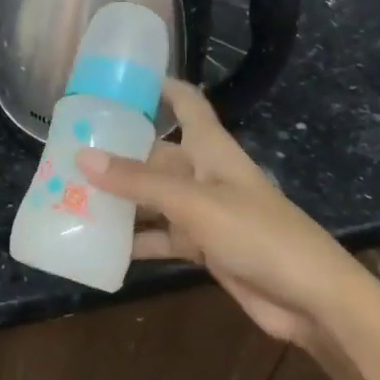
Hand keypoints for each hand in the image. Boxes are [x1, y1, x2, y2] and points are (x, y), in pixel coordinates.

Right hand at [78, 79, 373, 350]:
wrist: (311, 299)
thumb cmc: (257, 233)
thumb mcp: (193, 203)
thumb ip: (138, 181)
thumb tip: (82, 155)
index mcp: (210, 148)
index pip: (186, 102)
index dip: (159, 86)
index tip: (119, 80)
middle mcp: (204, 173)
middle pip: (156, 153)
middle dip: (118, 153)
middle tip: (68, 151)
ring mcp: (204, 212)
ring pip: (153, 197)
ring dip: (121, 200)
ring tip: (71, 196)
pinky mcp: (204, 247)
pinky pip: (161, 237)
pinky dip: (136, 241)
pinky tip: (101, 245)